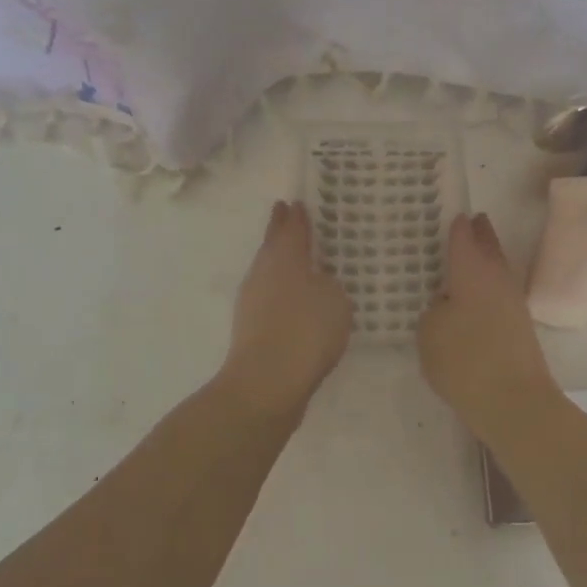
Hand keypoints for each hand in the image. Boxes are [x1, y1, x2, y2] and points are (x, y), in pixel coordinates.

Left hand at [219, 201, 353, 416]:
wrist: (266, 383)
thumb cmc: (305, 330)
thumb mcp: (335, 299)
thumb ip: (330, 284)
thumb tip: (318, 283)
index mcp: (284, 258)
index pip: (291, 228)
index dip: (296, 216)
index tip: (295, 202)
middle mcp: (263, 274)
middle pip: (272, 246)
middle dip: (280, 231)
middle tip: (285, 215)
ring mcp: (252, 302)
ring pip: (268, 271)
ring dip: (280, 262)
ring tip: (296, 259)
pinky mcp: (251, 329)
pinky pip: (269, 298)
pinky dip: (281, 292)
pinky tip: (294, 301)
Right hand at [419, 214, 557, 421]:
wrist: (514, 402)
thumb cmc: (464, 361)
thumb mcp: (429, 332)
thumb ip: (435, 310)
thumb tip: (448, 304)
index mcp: (471, 271)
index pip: (463, 237)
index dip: (457, 225)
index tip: (453, 213)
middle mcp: (496, 278)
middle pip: (489, 247)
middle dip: (481, 233)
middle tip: (473, 220)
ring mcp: (513, 302)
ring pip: (499, 269)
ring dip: (489, 259)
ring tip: (475, 254)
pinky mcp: (521, 326)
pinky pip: (501, 293)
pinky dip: (490, 286)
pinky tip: (478, 296)